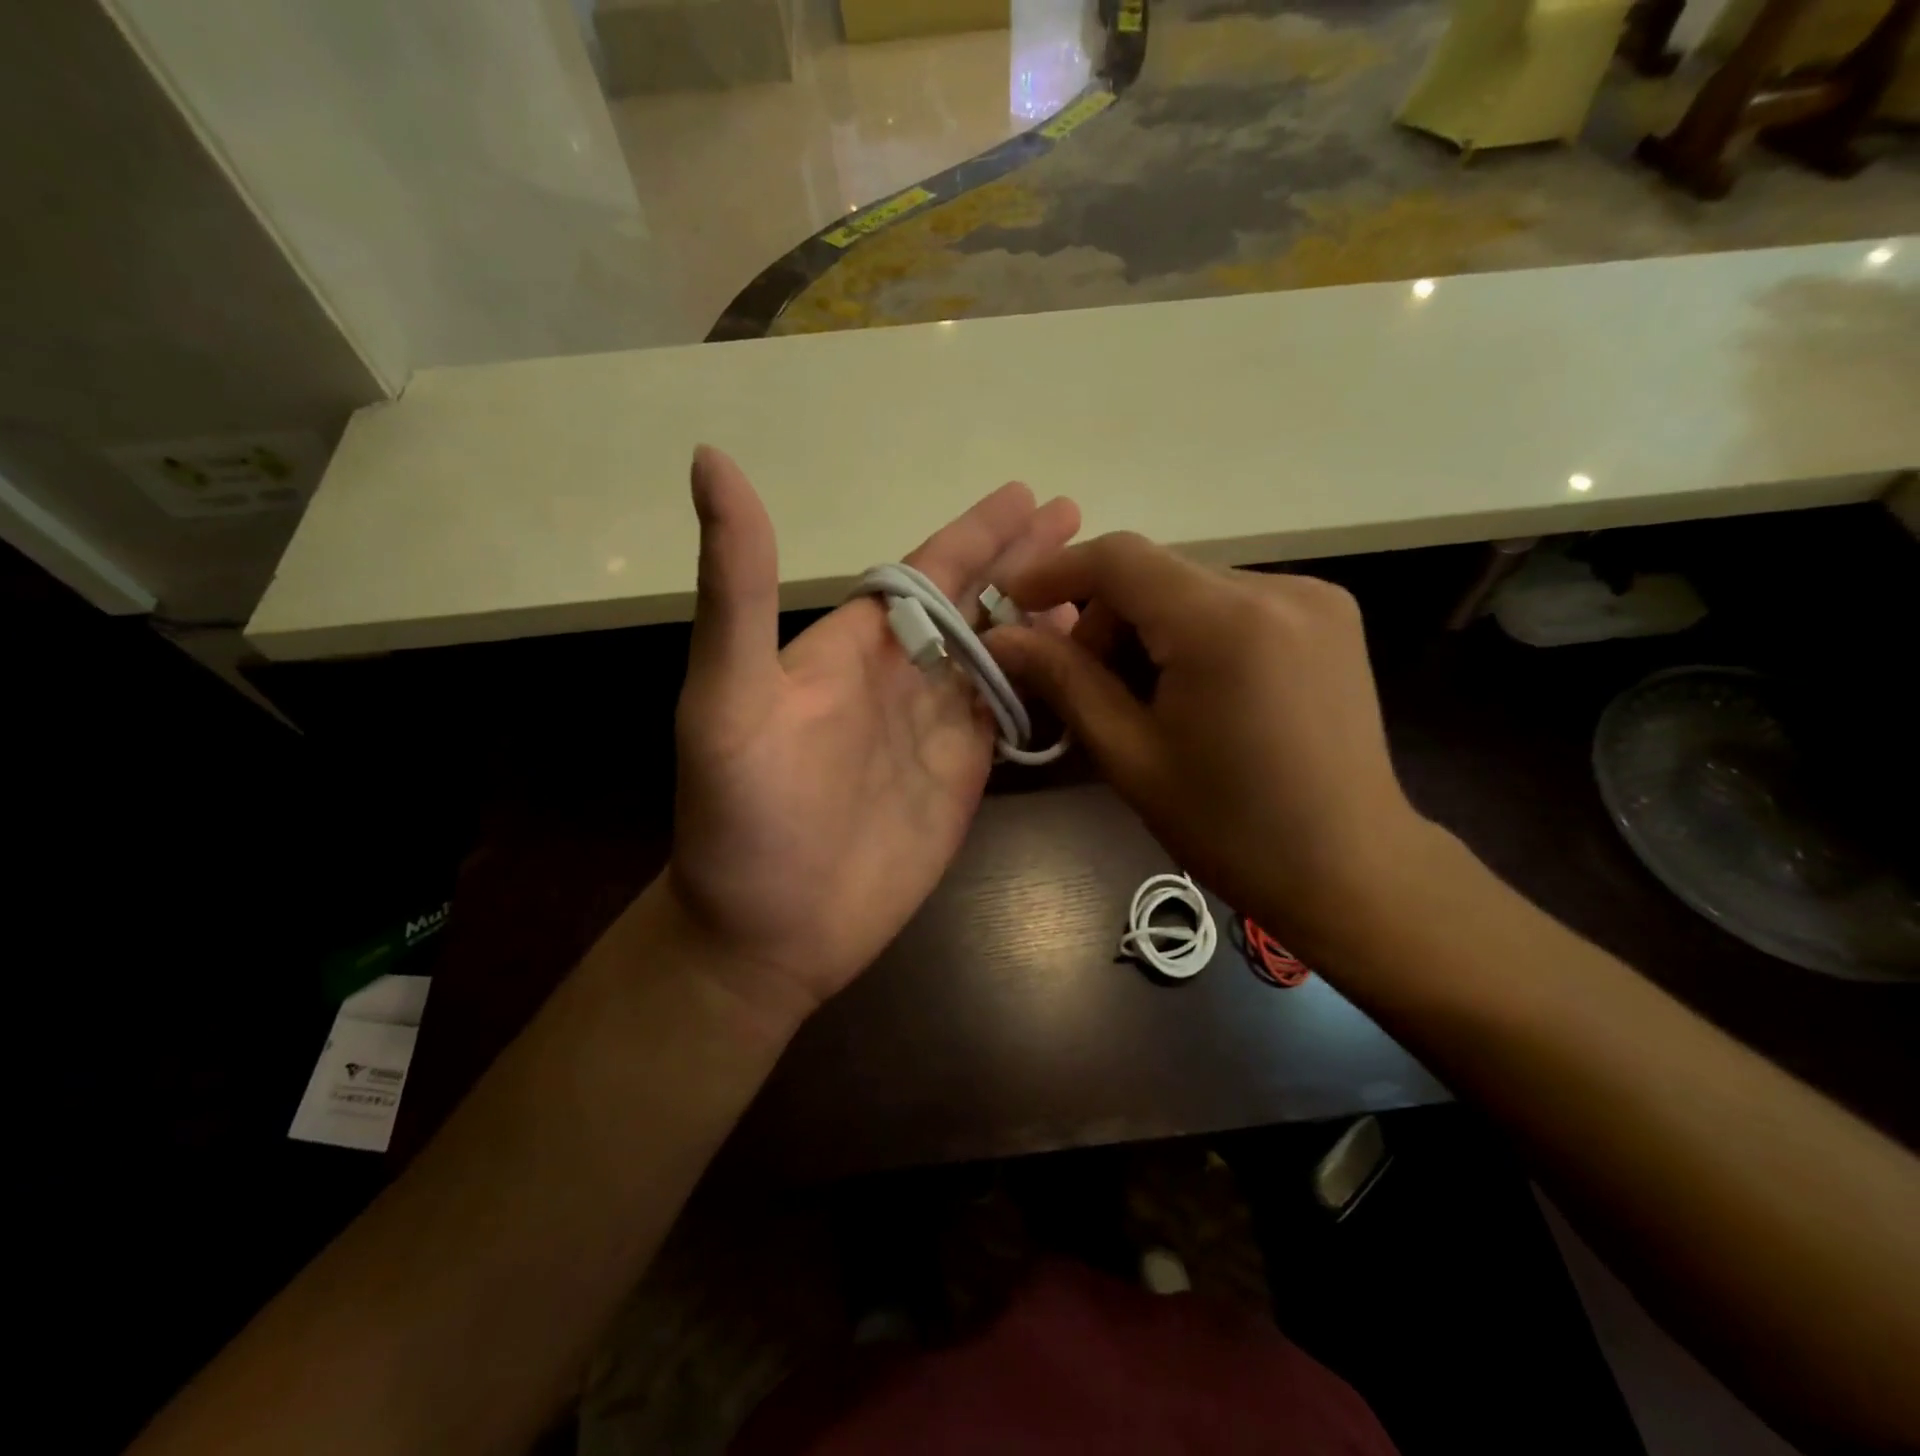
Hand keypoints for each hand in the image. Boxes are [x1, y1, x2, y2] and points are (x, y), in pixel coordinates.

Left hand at [666, 447, 1079, 1032]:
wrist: (766, 929)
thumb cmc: (742, 814)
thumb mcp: (728, 693)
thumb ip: (738, 586)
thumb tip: (712, 459)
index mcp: (853, 647)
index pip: (924, 574)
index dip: (974, 534)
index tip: (1026, 496)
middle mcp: (901, 677)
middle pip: (974, 604)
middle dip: (1021, 561)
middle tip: (1077, 519)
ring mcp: (937, 728)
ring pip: (1003, 654)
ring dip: (1046, 616)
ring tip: (1097, 586)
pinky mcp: (964, 777)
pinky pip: (1013, 715)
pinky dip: (1049, 685)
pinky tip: (1083, 663)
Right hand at [988, 533, 1432, 962]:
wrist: (1351, 870)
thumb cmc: (1230, 827)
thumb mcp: (1130, 756)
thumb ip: (1063, 681)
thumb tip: (1000, 637)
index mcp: (1225, 624)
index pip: (1121, 559)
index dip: (1056, 570)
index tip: (1013, 602)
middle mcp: (1278, 588)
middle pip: (1157, 572)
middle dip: (1105, 617)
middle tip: (1084, 683)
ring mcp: (1314, 598)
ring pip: (1193, 587)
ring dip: (1149, 627)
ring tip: (1143, 697)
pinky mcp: (1331, 615)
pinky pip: (1234, 602)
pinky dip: (1193, 631)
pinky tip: (1195, 689)